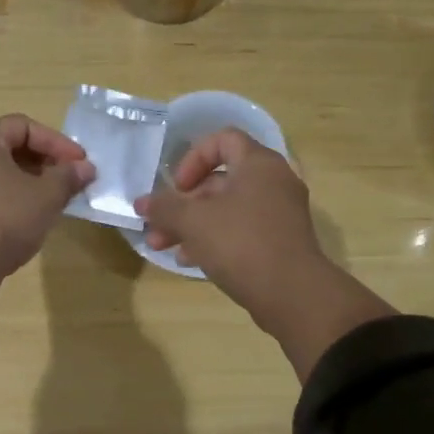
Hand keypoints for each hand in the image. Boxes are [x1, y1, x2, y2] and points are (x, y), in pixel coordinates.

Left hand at [0, 114, 94, 278]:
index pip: (23, 126)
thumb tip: (85, 167)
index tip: (79, 163)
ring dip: (26, 178)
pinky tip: (26, 213)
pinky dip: (6, 193)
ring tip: (51, 197)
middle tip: (67, 178)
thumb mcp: (47, 196)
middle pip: (7, 145)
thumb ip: (68, 176)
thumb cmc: (6, 220)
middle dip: (42, 160)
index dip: (56, 142)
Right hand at [135, 128, 321, 312]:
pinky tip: (189, 260)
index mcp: (258, 164)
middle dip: (183, 203)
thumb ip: (163, 207)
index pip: (223, 139)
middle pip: (220, 180)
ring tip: (163, 247)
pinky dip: (214, 239)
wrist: (293, 294)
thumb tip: (141, 203)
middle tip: (158, 225)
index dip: (193, 158)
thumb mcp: (194, 221)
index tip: (177, 187)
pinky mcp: (279, 242)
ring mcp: (279, 213)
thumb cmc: (241, 243)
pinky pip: (241, 230)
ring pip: (227, 209)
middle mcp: (273, 182)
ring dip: (192, 225)